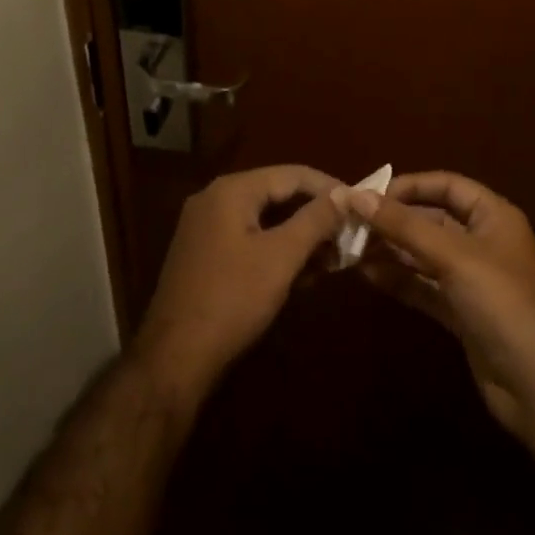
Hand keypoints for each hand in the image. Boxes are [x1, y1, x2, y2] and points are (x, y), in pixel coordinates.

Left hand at [134, 165, 343, 407]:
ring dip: (299, 236)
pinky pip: (249, 239)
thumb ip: (315, 220)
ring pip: (264, 220)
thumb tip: (345, 193)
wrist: (174, 360)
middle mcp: (215, 198)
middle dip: (315, 215)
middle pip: (277, 194)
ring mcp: (206, 227)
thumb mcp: (281, 257)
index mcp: (232, 190)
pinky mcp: (204, 255)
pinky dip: (277, 250)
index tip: (360, 204)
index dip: (329, 187)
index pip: (292, 174)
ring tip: (333, 258)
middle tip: (348, 235)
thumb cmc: (232, 300)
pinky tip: (303, 274)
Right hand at [351, 172, 534, 440]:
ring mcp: (473, 280)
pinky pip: (425, 286)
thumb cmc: (503, 304)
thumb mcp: (454, 257)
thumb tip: (356, 196)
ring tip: (350, 247)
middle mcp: (483, 242)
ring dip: (391, 250)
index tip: (370, 194)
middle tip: (351, 222)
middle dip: (394, 220)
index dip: (410, 186)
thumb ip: (405, 226)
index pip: (447, 186)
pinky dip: (399, 280)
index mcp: (493, 216)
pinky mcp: (462, 313)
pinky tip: (367, 275)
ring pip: (425, 255)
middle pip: (432, 220)